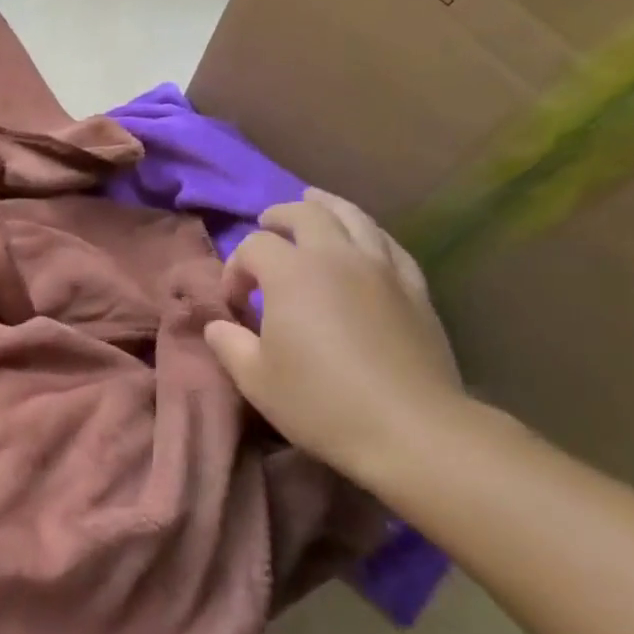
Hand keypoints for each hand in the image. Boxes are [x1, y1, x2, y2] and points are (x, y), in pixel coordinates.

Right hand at [204, 188, 463, 478]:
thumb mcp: (256, 379)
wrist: (411, 430)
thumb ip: (229, 344)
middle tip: (267, 227)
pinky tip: (364, 240)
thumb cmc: (322, 403)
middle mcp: (336, 256)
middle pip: (306, 213)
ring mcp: (381, 268)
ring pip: (353, 216)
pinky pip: (389, 243)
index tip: (236, 304)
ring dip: (327, 206)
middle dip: (279, 216)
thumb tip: (218, 325)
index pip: (254, 246)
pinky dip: (368, 232)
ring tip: (314, 203)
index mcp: (291, 273)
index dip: (236, 268)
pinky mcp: (415, 287)